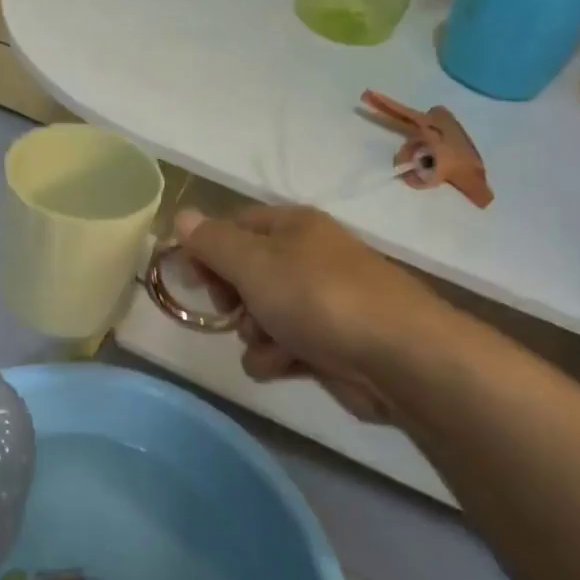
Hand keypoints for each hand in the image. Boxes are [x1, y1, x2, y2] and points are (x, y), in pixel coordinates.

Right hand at [176, 205, 455, 426]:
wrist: (397, 357)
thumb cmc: (317, 297)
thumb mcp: (254, 263)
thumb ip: (212, 242)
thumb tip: (182, 216)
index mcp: (292, 227)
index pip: (233, 226)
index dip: (207, 249)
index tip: (189, 276)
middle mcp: (305, 258)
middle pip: (244, 273)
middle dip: (231, 296)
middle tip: (230, 308)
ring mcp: (318, 303)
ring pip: (258, 315)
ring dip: (254, 333)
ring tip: (270, 342)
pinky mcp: (327, 344)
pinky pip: (281, 347)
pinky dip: (278, 357)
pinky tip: (287, 364)